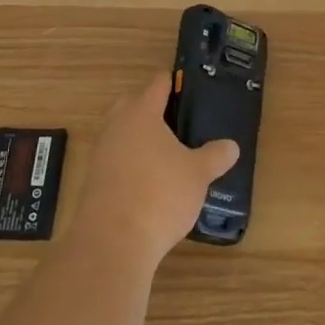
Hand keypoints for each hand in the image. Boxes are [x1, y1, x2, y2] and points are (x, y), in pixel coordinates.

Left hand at [71, 73, 238, 269]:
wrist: (112, 242)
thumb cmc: (159, 194)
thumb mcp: (198, 174)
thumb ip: (216, 156)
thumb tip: (232, 146)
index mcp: (142, 113)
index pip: (157, 84)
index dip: (174, 82)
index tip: (188, 87)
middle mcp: (116, 126)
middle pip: (131, 104)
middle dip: (150, 107)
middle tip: (176, 121)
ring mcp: (100, 153)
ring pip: (120, 132)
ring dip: (137, 137)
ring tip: (164, 153)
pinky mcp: (92, 181)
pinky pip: (113, 159)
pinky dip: (129, 162)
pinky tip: (147, 180)